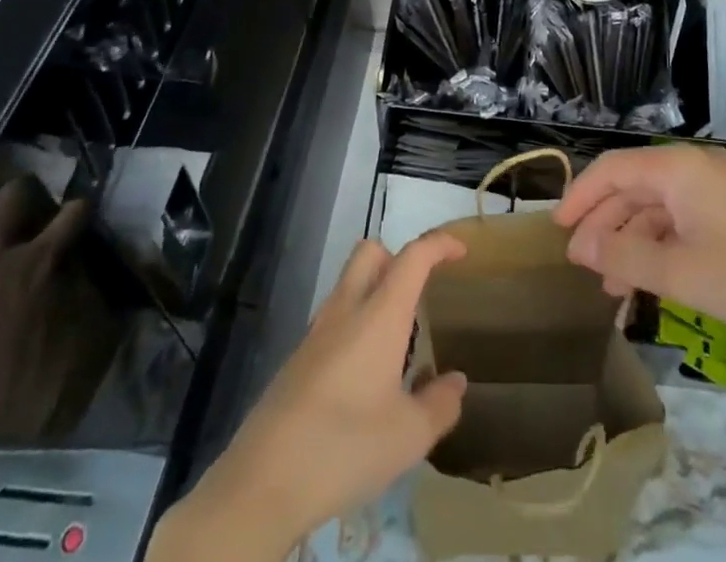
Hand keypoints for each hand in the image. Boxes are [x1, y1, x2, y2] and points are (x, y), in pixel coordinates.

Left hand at [166, 232, 467, 555]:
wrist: (264, 480)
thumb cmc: (344, 447)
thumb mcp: (408, 436)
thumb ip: (439, 404)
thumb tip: (456, 381)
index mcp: (379, 314)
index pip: (413, 256)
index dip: (439, 245)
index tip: (461, 252)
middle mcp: (347, 309)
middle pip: (371, 252)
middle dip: (398, 258)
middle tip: (419, 294)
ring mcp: (317, 332)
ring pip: (349, 284)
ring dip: (375, 293)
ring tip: (398, 343)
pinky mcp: (298, 358)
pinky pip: (334, 319)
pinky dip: (356, 325)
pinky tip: (366, 376)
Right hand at [555, 144, 725, 342]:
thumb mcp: (685, 273)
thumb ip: (627, 258)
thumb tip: (581, 247)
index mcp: (678, 168)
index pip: (612, 169)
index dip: (580, 197)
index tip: (557, 232)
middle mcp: (693, 167)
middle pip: (632, 187)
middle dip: (604, 225)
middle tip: (582, 267)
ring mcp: (716, 188)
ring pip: (656, 207)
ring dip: (631, 242)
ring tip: (612, 288)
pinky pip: (681, 220)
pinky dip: (660, 246)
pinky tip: (651, 281)